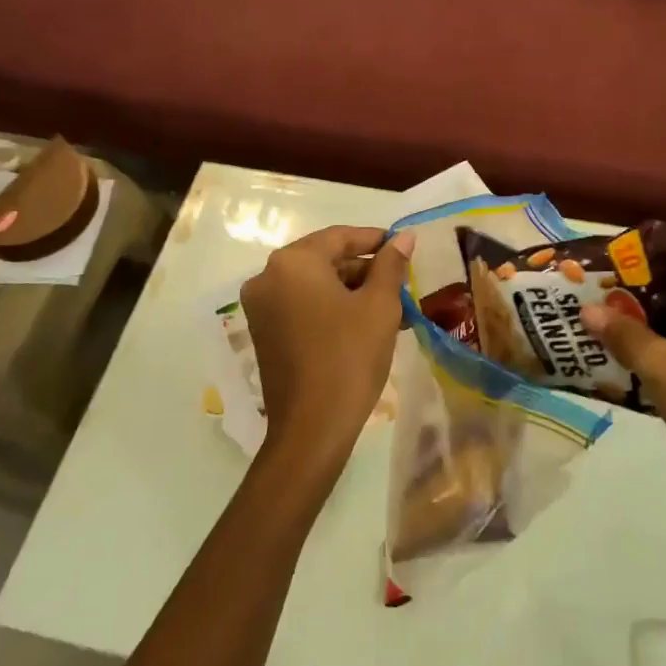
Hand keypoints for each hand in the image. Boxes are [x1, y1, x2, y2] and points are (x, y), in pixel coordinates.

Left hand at [240, 225, 413, 476]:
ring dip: (351, 290)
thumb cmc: (349, 357)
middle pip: (325, 259)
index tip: (404, 246)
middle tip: (401, 282)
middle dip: (365, 268)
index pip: (340, 237)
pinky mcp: (263, 332)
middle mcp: (268, 277)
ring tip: (391, 306)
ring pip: (315, 284)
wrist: (312, 429)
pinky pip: (302, 306)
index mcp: (293, 262)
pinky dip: (332, 307)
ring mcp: (261, 307)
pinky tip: (365, 323)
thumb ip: (391, 265)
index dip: (376, 239)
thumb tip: (404, 237)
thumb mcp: (379, 306)